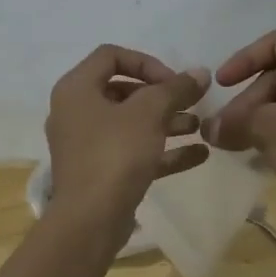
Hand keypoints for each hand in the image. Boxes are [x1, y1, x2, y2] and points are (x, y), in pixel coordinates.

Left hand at [45, 46, 209, 232]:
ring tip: (200, 126)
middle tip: (191, 102)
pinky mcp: (100, 172)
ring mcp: (86, 144)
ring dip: (166, 122)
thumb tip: (200, 72)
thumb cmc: (114, 154)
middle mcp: (75, 112)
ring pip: (131, 124)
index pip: (111, 56)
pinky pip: (133, 152)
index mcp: (76, 88)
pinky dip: (162, 150)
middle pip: (123, 90)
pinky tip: (199, 154)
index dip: (147, 62)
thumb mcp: (149, 113)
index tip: (173, 81)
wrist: (90, 220)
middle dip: (162, 96)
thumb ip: (176, 89)